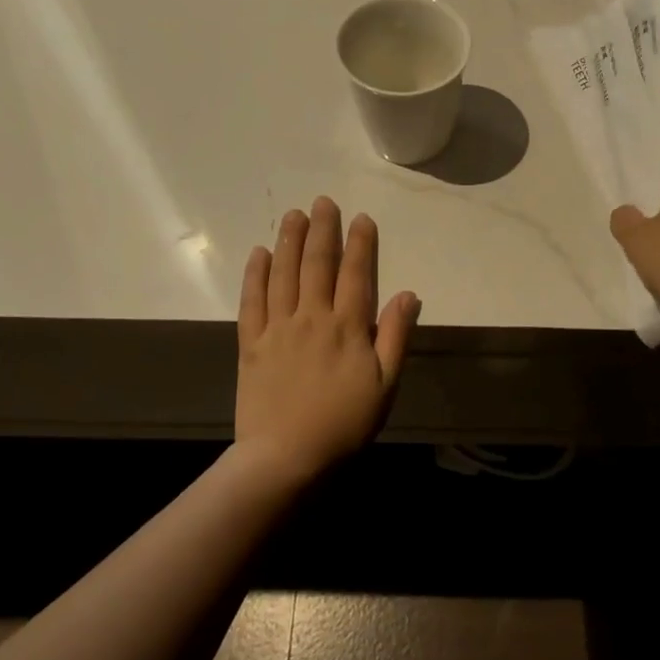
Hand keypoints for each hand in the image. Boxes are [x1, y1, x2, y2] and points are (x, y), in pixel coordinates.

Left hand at [236, 197, 419, 477]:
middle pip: (317, 265)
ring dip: (289, 241)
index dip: (360, 244)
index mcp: (348, 327)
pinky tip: (260, 254)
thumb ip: (395, 337)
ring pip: (284, 274)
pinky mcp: (251, 344)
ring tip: (294, 215)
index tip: (361, 218)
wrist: (287, 456)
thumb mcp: (385, 385)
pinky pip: (252, 301)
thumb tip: (408, 294)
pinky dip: (256, 275)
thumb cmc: (345, 424)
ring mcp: (278, 328)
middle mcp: (312, 317)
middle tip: (323, 202)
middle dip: (323, 230)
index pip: (355, 274)